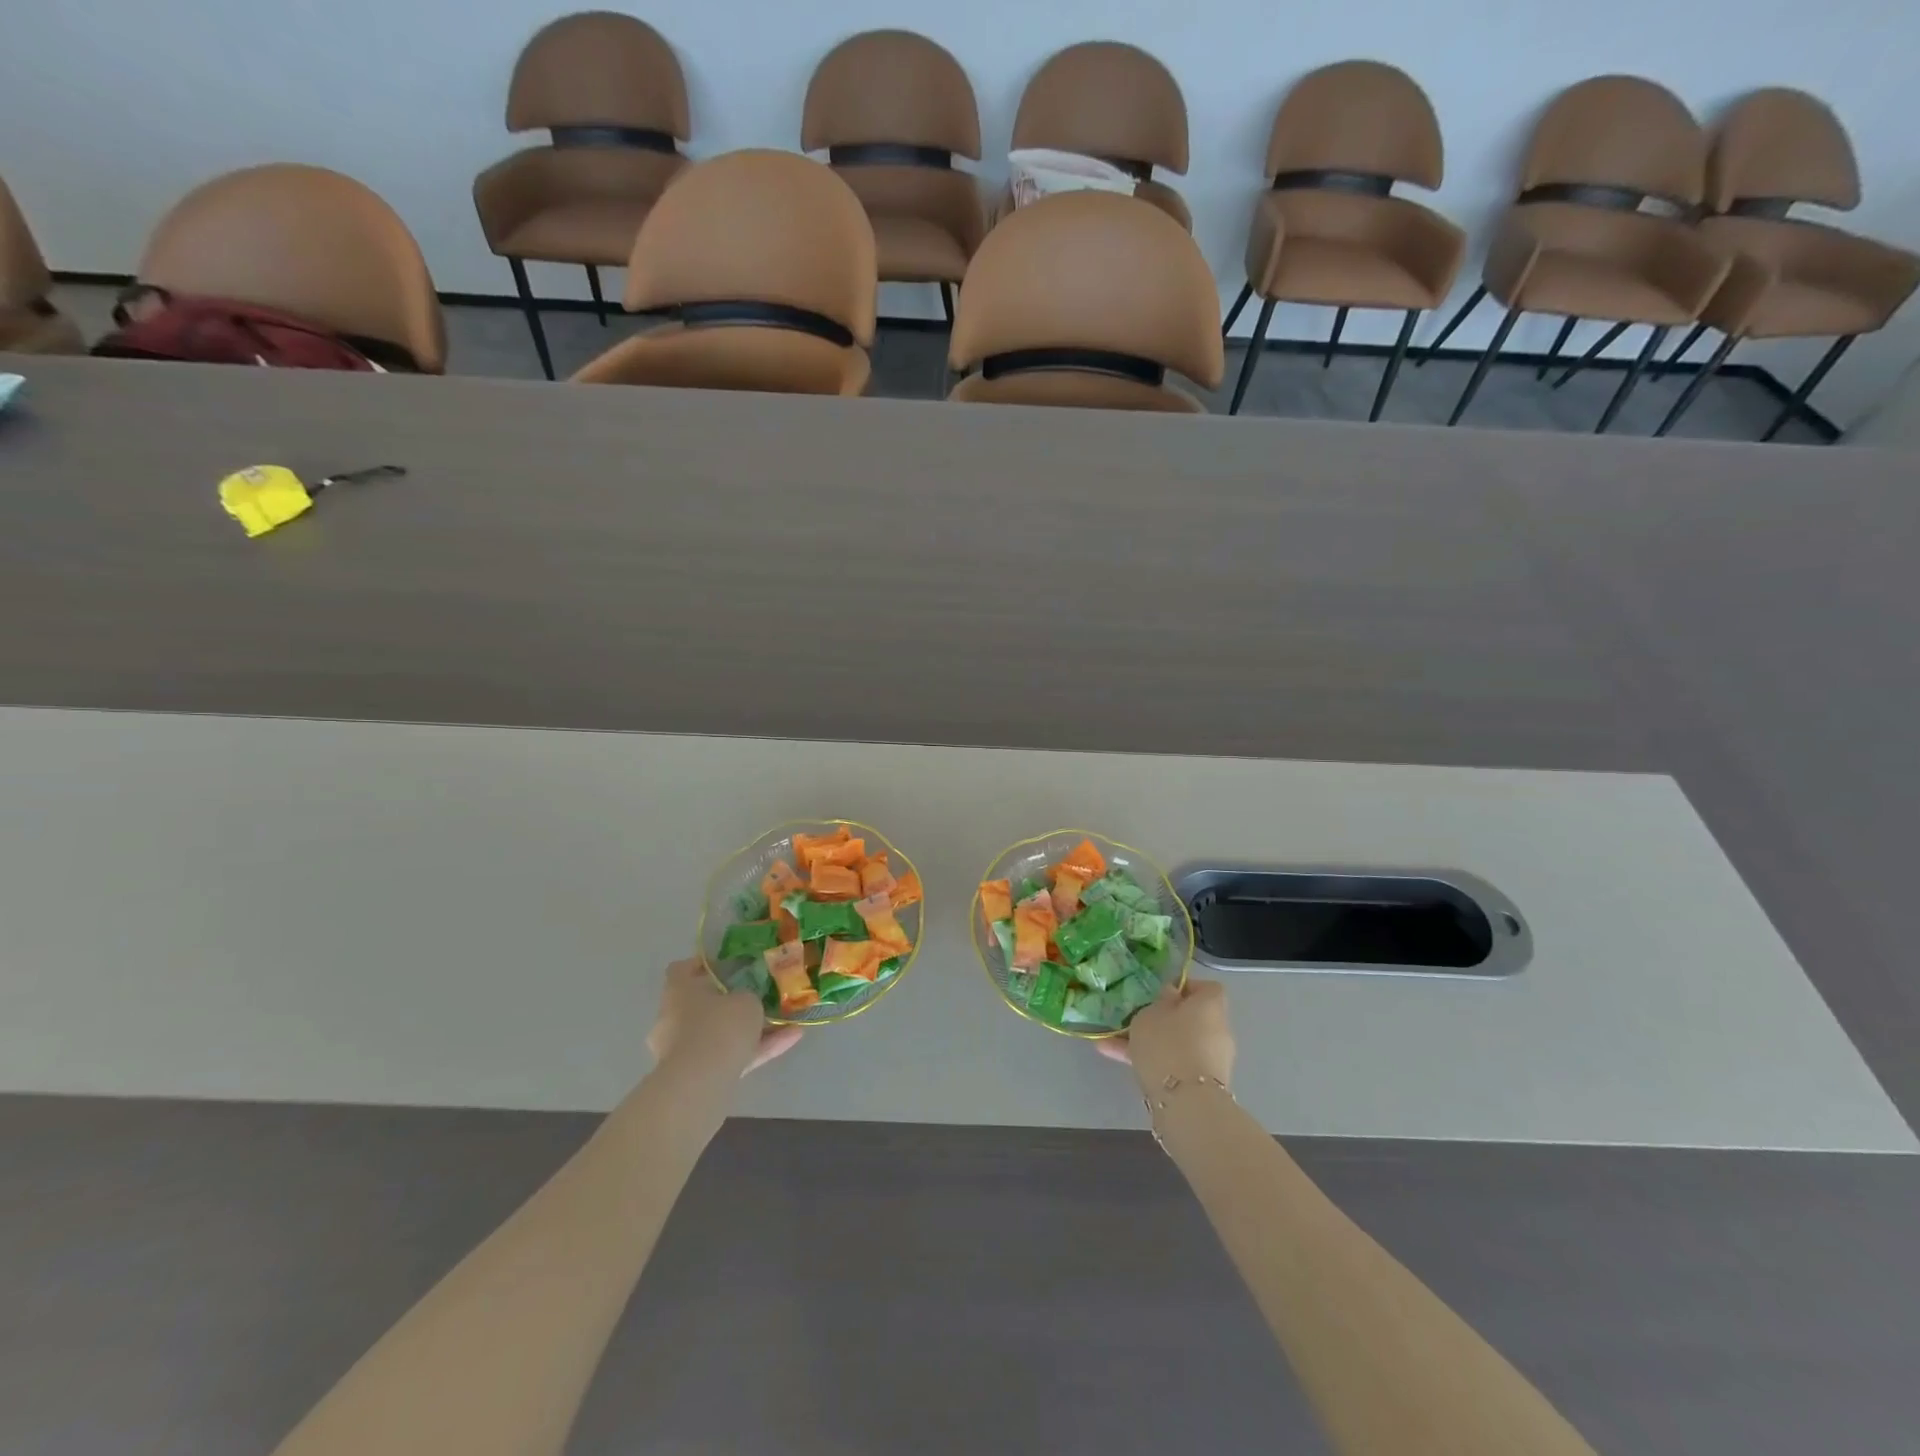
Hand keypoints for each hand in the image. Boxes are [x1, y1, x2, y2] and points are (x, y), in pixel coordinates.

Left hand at [648, 959, 801, 1078]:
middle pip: (702, 1005)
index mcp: (678, 991)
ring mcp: (681, 1051)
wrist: (702, 1083)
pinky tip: (789, 1041)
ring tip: (787, 1024)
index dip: (703, 965)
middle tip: (757, 998)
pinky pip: (728, 1057)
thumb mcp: (746, 1000)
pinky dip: (755, 1051)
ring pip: (719, 1035)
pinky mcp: (695, 1077)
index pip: (682, 969)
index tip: (727, 966)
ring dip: (749, 1030)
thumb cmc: (720, 1026)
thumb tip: (743, 1001)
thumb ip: (746, 997)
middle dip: (729, 1004)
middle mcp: (672, 1018)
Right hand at [1096, 980, 1234, 1093]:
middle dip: (1165, 1019)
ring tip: (1114, 1042)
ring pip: (1178, 1043)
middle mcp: (1218, 1031)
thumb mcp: (1152, 1013)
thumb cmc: (1168, 1044)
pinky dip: (1152, 1061)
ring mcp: (1212, 1060)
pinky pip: (1175, 1064)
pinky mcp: (1202, 1085)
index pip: (1207, 988)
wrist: (1186, 1104)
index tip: (1163, 992)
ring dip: (1152, 1042)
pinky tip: (1117, 1059)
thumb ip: (1161, 1001)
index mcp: (1210, 1006)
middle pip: (1191, 1018)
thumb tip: (1172, 996)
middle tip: (1138, 1019)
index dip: (1186, 987)